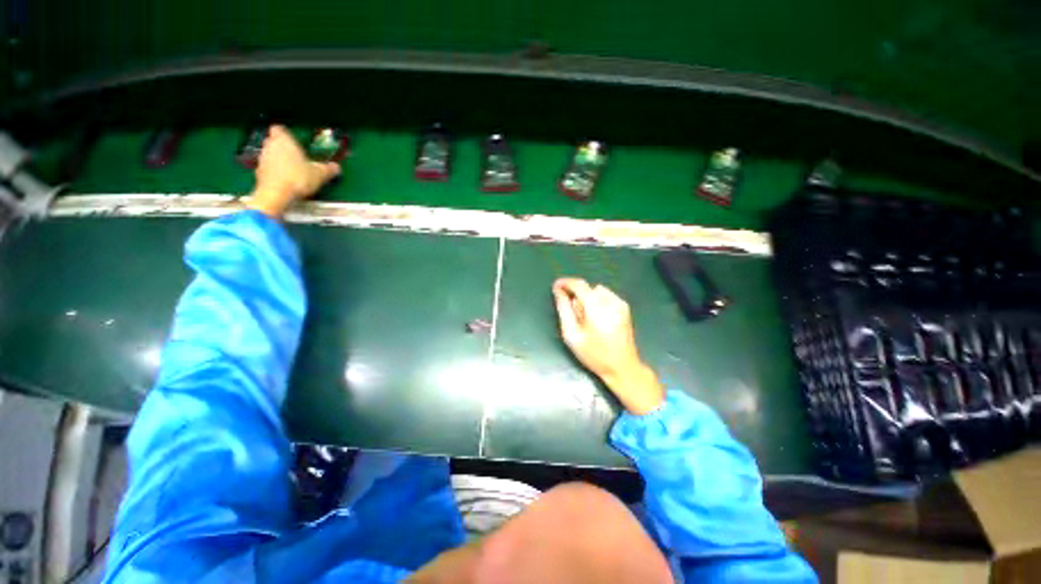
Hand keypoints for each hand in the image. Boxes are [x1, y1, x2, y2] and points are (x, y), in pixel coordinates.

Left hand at [243, 125, 340, 217]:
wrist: (277, 195)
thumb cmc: (298, 178)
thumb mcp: (320, 174)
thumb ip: (329, 169)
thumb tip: (336, 167)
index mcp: (283, 140)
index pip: (279, 129)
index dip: (285, 134)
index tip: (293, 141)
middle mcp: (270, 146)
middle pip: (273, 142)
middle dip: (283, 148)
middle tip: (296, 157)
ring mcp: (262, 160)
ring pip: (270, 155)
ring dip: (278, 161)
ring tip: (293, 172)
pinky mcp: (258, 173)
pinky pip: (268, 169)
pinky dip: (275, 173)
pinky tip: (285, 182)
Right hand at [553, 278, 664, 414]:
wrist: (622, 367)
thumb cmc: (593, 354)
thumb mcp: (572, 334)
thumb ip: (564, 309)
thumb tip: (558, 291)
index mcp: (596, 307)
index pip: (579, 285)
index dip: (565, 283)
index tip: (556, 286)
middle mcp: (610, 300)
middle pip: (587, 288)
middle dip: (576, 296)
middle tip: (573, 315)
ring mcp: (620, 303)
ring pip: (597, 291)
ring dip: (587, 298)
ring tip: (586, 319)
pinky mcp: (625, 307)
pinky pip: (606, 296)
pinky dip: (597, 301)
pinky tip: (598, 318)